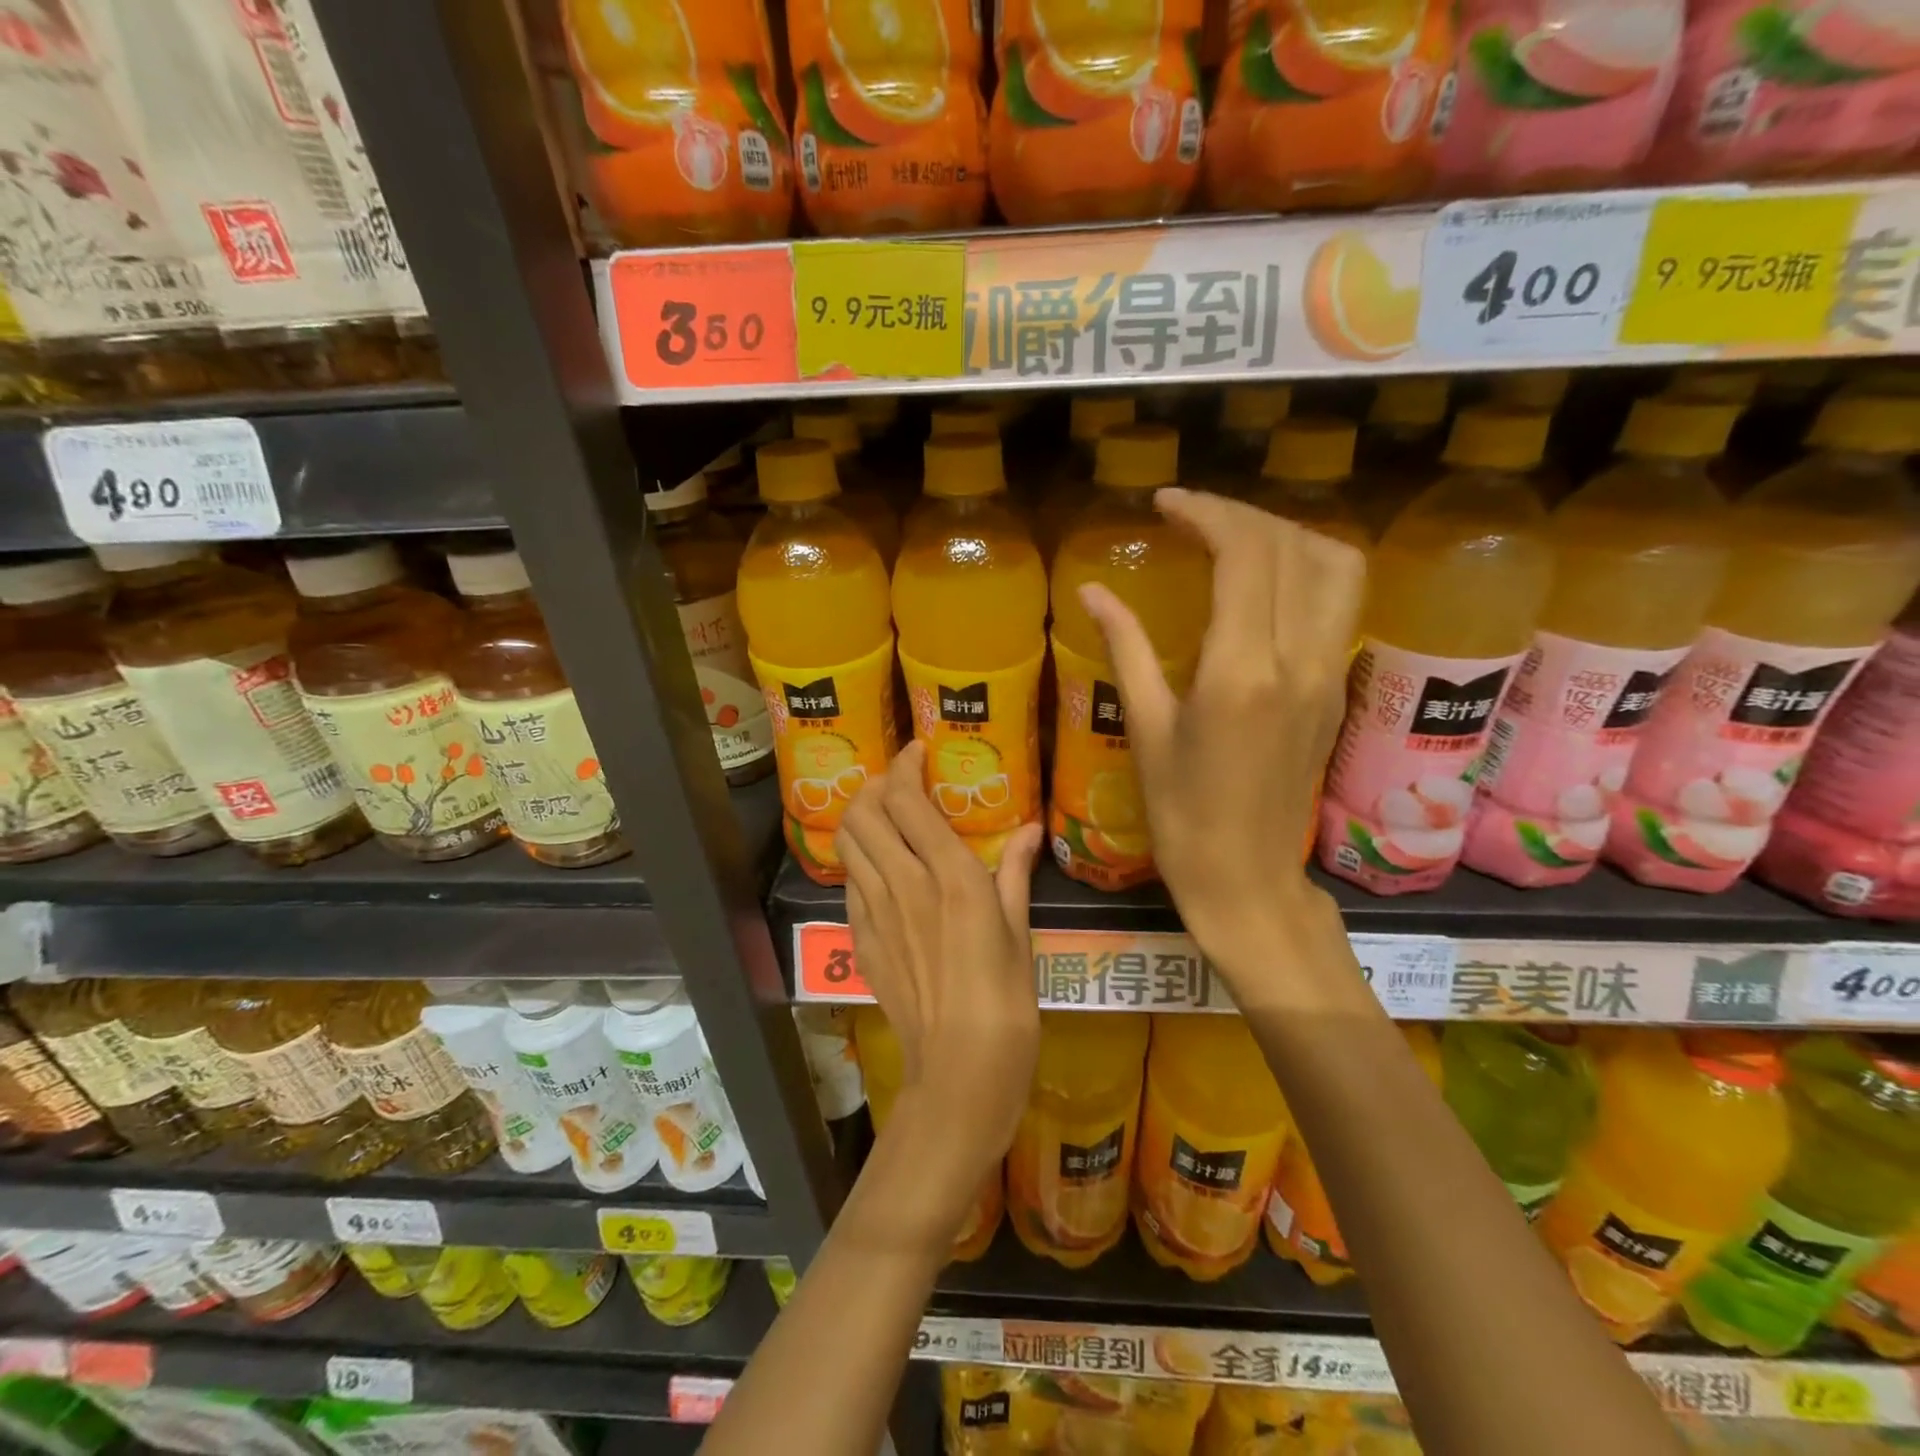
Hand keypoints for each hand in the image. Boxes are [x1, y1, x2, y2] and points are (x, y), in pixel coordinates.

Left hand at [835, 743, 1044, 1235]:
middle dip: (875, 785)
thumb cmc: (1007, 1004)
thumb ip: (1017, 874)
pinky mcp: (861, 941)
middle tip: (900, 783)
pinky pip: (850, 884)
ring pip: (848, 843)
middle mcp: (904, 884)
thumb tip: (1030, 830)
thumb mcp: (1021, 934)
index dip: (904, 765)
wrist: (959, 1074)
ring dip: (860, 818)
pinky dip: (860, 861)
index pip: (906, 799)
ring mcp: (875, 914)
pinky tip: (883, 871)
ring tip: (886, 817)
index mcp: (951, 877)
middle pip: (863, 811)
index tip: (918, 752)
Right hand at [1078, 489, 1364, 982]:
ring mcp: (1329, 674)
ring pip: (1336, 567)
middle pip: (1293, 547)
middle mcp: (1299, 661)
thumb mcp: (1147, 730)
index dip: (1207, 512)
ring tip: (1234, 541)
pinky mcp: (1337, 689)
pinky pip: (1338, 603)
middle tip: (1191, 518)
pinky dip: (1305, 569)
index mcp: (1242, 672)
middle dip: (1241, 515)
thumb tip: (1093, 592)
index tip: (1164, 504)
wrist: (1248, 880)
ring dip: (1287, 535)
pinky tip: (1260, 584)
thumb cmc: (1182, 816)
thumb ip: (1126, 648)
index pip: (1246, 554)